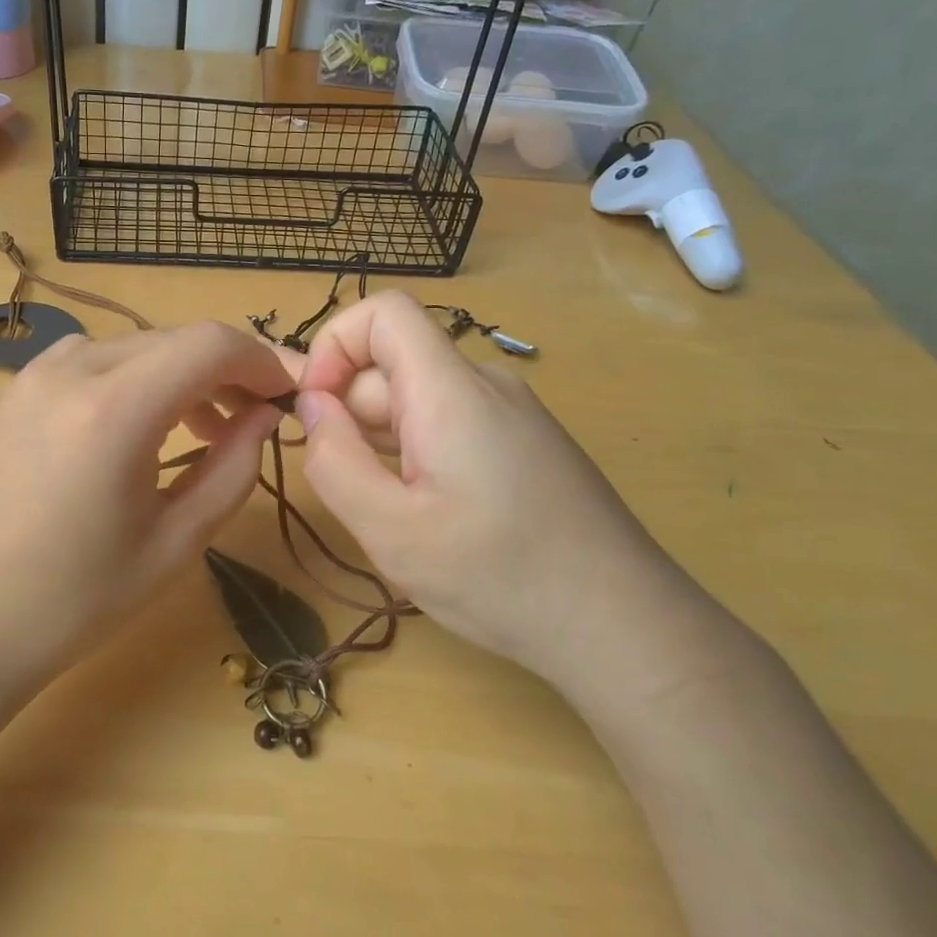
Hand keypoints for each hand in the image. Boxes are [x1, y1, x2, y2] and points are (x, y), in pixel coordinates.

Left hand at [0, 322, 290, 701]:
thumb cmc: (70, 603)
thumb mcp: (173, 543)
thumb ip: (232, 469)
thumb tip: (264, 417)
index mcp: (114, 406)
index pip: (212, 344)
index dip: (262, 361)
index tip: (287, 395)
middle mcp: (70, 368)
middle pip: (174, 340)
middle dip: (226, 371)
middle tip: (254, 420)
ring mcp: (32, 375)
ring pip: (134, 348)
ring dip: (179, 377)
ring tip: (202, 431)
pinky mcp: (12, 391)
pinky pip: (92, 364)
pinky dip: (133, 382)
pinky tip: (137, 431)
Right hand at [293, 293, 723, 713]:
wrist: (625, 625)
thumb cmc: (501, 577)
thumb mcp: (392, 530)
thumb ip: (334, 459)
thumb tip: (311, 403)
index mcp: (450, 390)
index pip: (383, 311)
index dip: (334, 344)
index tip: (316, 409)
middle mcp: (484, 384)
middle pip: (394, 365)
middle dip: (352, 416)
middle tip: (353, 492)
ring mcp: (511, 413)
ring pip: (419, 400)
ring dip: (383, 443)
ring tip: (394, 514)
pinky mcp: (526, 442)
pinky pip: (450, 424)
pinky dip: (419, 454)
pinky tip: (433, 516)